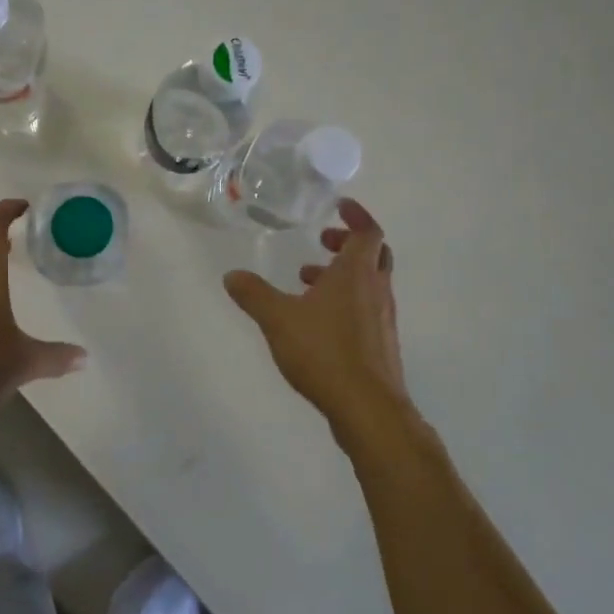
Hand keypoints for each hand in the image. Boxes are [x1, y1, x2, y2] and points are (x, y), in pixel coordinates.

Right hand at [224, 198, 410, 425]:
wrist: (368, 407)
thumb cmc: (325, 352)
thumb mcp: (278, 319)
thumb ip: (254, 294)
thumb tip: (231, 275)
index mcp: (357, 273)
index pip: (368, 231)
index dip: (356, 215)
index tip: (339, 206)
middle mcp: (376, 290)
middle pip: (374, 254)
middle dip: (348, 243)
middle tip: (322, 242)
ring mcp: (382, 319)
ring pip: (368, 283)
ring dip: (342, 275)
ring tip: (307, 283)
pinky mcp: (381, 344)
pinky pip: (366, 308)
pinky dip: (346, 301)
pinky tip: (318, 322)